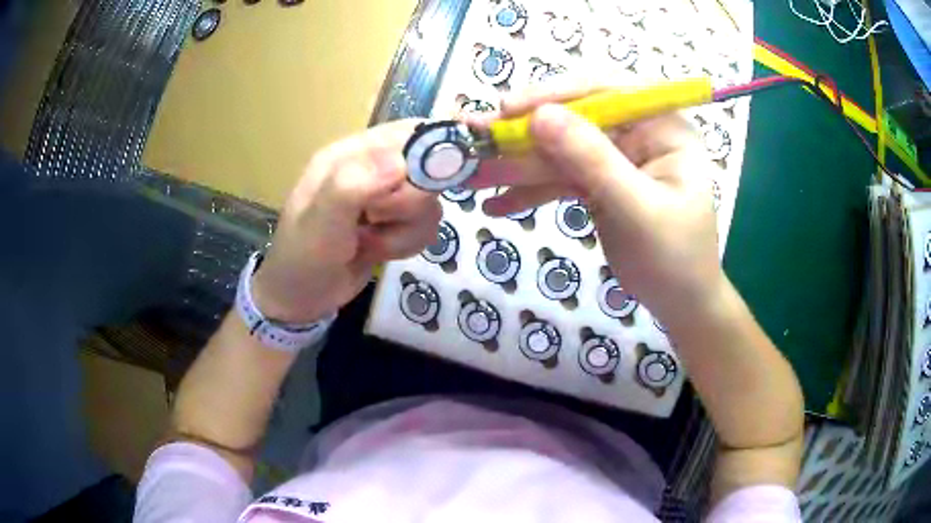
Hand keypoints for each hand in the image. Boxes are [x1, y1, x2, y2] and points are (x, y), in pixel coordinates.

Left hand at [251, 119, 441, 323]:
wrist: (301, 298)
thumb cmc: (303, 256)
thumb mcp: (321, 220)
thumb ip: (354, 185)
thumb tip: (403, 162)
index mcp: (351, 154)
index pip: (408, 133)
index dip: (434, 149)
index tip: (444, 177)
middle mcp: (372, 169)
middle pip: (427, 169)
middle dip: (409, 203)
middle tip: (378, 218)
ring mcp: (385, 198)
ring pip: (429, 203)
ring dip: (405, 230)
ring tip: (369, 241)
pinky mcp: (394, 223)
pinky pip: (425, 226)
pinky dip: (407, 244)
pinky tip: (378, 251)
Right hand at [468, 85, 722, 323]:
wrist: (680, 304)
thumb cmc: (674, 259)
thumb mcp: (637, 210)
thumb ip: (592, 161)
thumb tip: (540, 116)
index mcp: (662, 127)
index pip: (607, 91)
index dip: (557, 93)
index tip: (510, 109)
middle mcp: (638, 134)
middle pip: (574, 119)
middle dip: (524, 133)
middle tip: (473, 137)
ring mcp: (617, 159)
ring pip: (560, 151)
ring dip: (516, 165)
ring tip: (471, 176)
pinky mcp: (600, 184)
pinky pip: (561, 179)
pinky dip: (530, 192)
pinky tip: (497, 205)